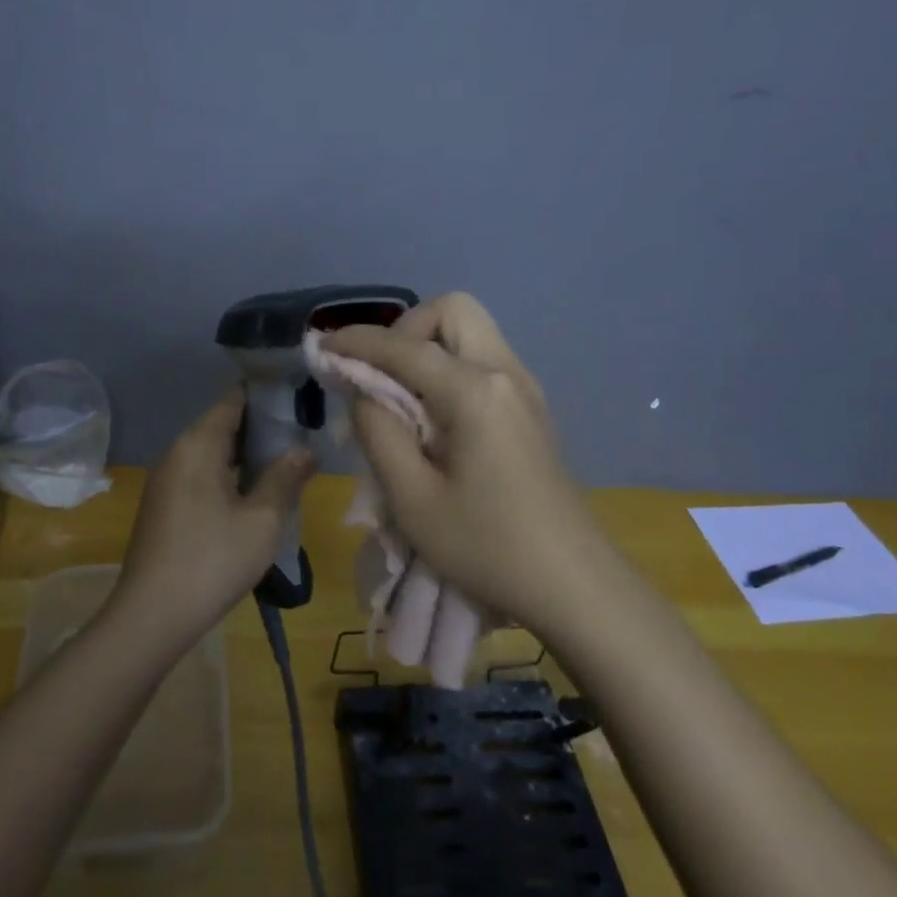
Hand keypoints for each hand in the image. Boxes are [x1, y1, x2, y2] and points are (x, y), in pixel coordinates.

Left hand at [106, 389, 315, 648]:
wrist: (152, 616)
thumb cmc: (212, 561)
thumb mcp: (262, 520)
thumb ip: (285, 478)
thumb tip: (306, 449)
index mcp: (198, 445)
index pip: (234, 400)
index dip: (267, 394)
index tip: (299, 395)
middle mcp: (178, 453)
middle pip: (223, 425)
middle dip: (262, 427)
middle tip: (304, 431)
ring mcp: (167, 481)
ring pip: (213, 453)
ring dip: (247, 455)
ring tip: (287, 461)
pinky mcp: (164, 506)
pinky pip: (202, 475)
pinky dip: (229, 475)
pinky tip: (255, 493)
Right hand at [326, 294, 609, 632]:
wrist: (574, 585)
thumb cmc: (487, 547)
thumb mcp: (412, 498)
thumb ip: (378, 431)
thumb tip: (362, 389)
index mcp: (475, 391)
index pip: (404, 346)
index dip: (357, 341)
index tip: (322, 347)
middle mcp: (506, 373)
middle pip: (452, 311)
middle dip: (405, 330)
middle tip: (380, 376)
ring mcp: (525, 389)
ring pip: (472, 333)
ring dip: (428, 347)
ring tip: (401, 398)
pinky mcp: (532, 409)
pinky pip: (484, 361)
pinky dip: (450, 367)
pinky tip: (434, 417)